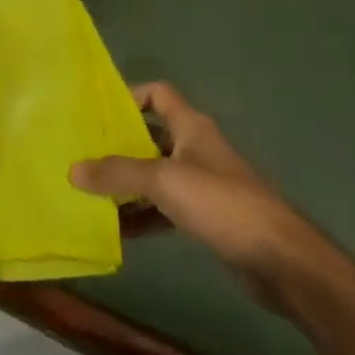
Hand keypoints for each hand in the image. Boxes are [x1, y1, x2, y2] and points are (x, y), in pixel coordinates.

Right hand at [70, 83, 346, 315]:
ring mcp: (202, 184)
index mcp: (191, 127)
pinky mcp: (206, 217)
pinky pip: (165, 208)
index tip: (97, 113)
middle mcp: (195, 148)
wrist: (282, 260)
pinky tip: (117, 230)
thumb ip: (117, 173)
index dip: (128, 96)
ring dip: (127, 184)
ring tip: (90, 193)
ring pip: (155, 175)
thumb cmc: (222, 204)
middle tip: (82, 154)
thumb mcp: (164, 181)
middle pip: (150, 136)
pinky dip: (143, 215)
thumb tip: (72, 170)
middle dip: (117, 145)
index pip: (157, 94)